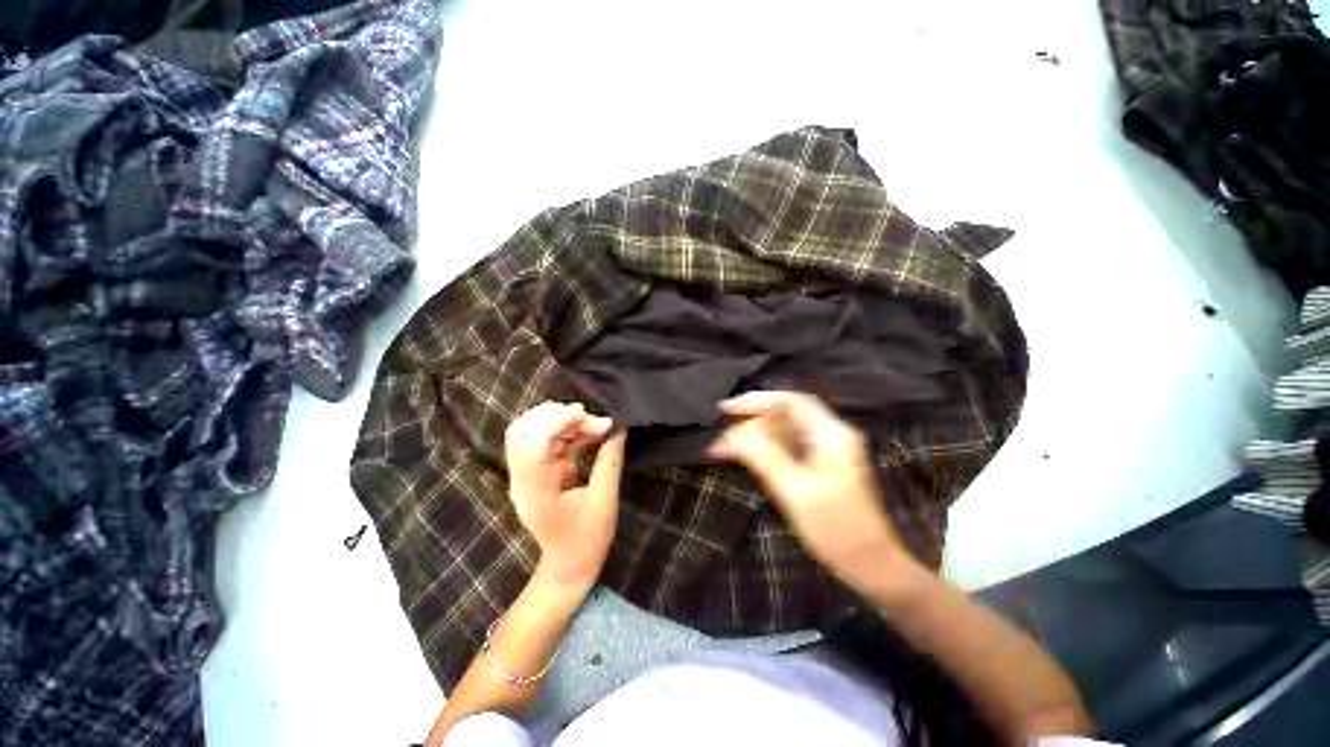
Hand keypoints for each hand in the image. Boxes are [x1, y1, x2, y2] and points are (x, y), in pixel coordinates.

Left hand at [505, 402, 626, 588]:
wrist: (569, 567)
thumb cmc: (587, 539)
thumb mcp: (604, 500)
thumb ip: (610, 461)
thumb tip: (619, 429)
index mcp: (534, 488)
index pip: (529, 441)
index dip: (554, 420)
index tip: (585, 413)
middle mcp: (523, 477)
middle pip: (524, 430)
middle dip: (557, 415)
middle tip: (590, 418)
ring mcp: (527, 474)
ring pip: (535, 431)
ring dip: (566, 422)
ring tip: (598, 426)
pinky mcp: (539, 472)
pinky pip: (549, 441)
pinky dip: (569, 431)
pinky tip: (592, 432)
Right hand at [708, 391, 912, 591]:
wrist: (872, 566)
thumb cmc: (837, 530)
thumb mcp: (795, 492)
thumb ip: (764, 457)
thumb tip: (732, 434)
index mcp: (831, 434)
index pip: (790, 401)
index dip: (756, 400)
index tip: (727, 410)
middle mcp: (832, 434)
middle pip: (788, 412)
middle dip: (754, 418)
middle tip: (725, 431)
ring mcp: (830, 449)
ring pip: (787, 428)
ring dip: (758, 432)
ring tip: (730, 442)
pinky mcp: (824, 463)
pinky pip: (791, 444)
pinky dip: (768, 445)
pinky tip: (751, 454)